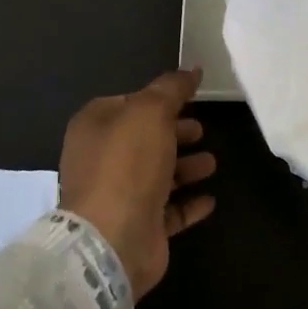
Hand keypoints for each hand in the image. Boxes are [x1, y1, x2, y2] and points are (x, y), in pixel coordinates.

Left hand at [58, 68, 217, 298]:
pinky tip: (210, 199)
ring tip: (212, 163)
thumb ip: (172, 88)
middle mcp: (102, 160)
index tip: (189, 99)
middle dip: (174, 133)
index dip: (158, 100)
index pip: (128, 103)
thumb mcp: (151, 112)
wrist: (113, 239)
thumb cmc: (127, 165)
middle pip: (144, 139)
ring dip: (185, 167)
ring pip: (158, 175)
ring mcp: (119, 197)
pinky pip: (168, 211)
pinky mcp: (139, 227)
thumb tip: (192, 69)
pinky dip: (188, 203)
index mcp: (95, 127)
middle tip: (202, 130)